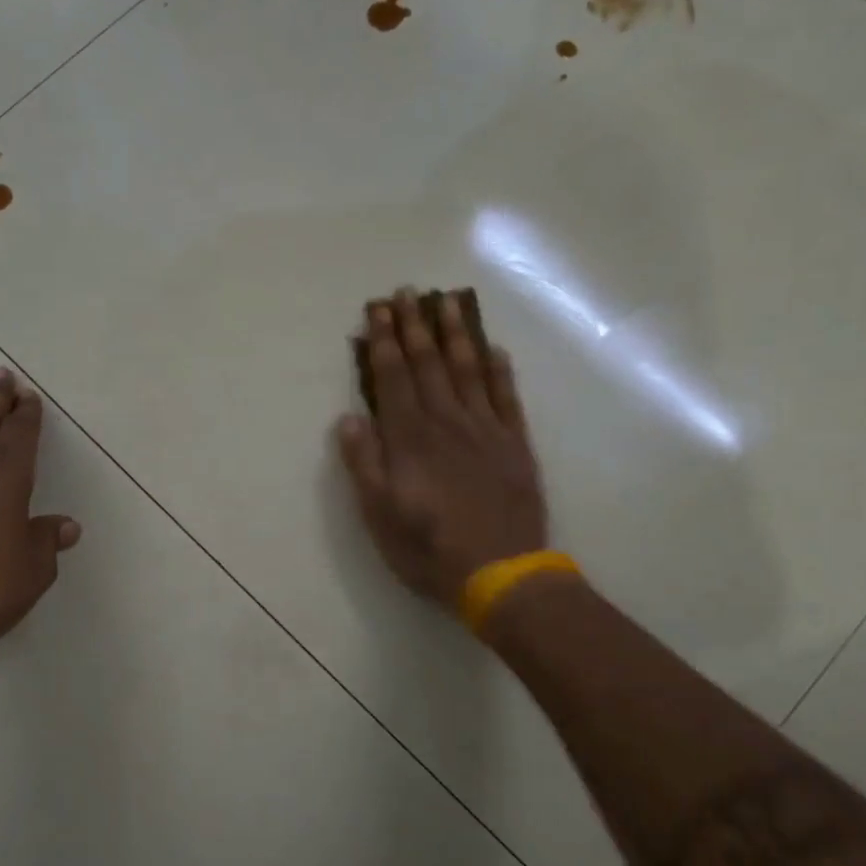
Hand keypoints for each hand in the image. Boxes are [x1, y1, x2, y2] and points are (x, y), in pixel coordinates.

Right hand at [336, 288, 548, 612]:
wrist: (501, 573)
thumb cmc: (429, 547)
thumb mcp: (379, 513)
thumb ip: (364, 463)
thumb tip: (350, 418)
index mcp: (410, 438)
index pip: (393, 378)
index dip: (384, 342)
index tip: (379, 310)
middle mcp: (447, 422)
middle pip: (429, 364)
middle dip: (415, 326)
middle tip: (407, 292)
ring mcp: (486, 430)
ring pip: (468, 370)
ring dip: (456, 334)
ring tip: (448, 302)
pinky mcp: (515, 445)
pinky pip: (507, 397)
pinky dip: (500, 371)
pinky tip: (494, 349)